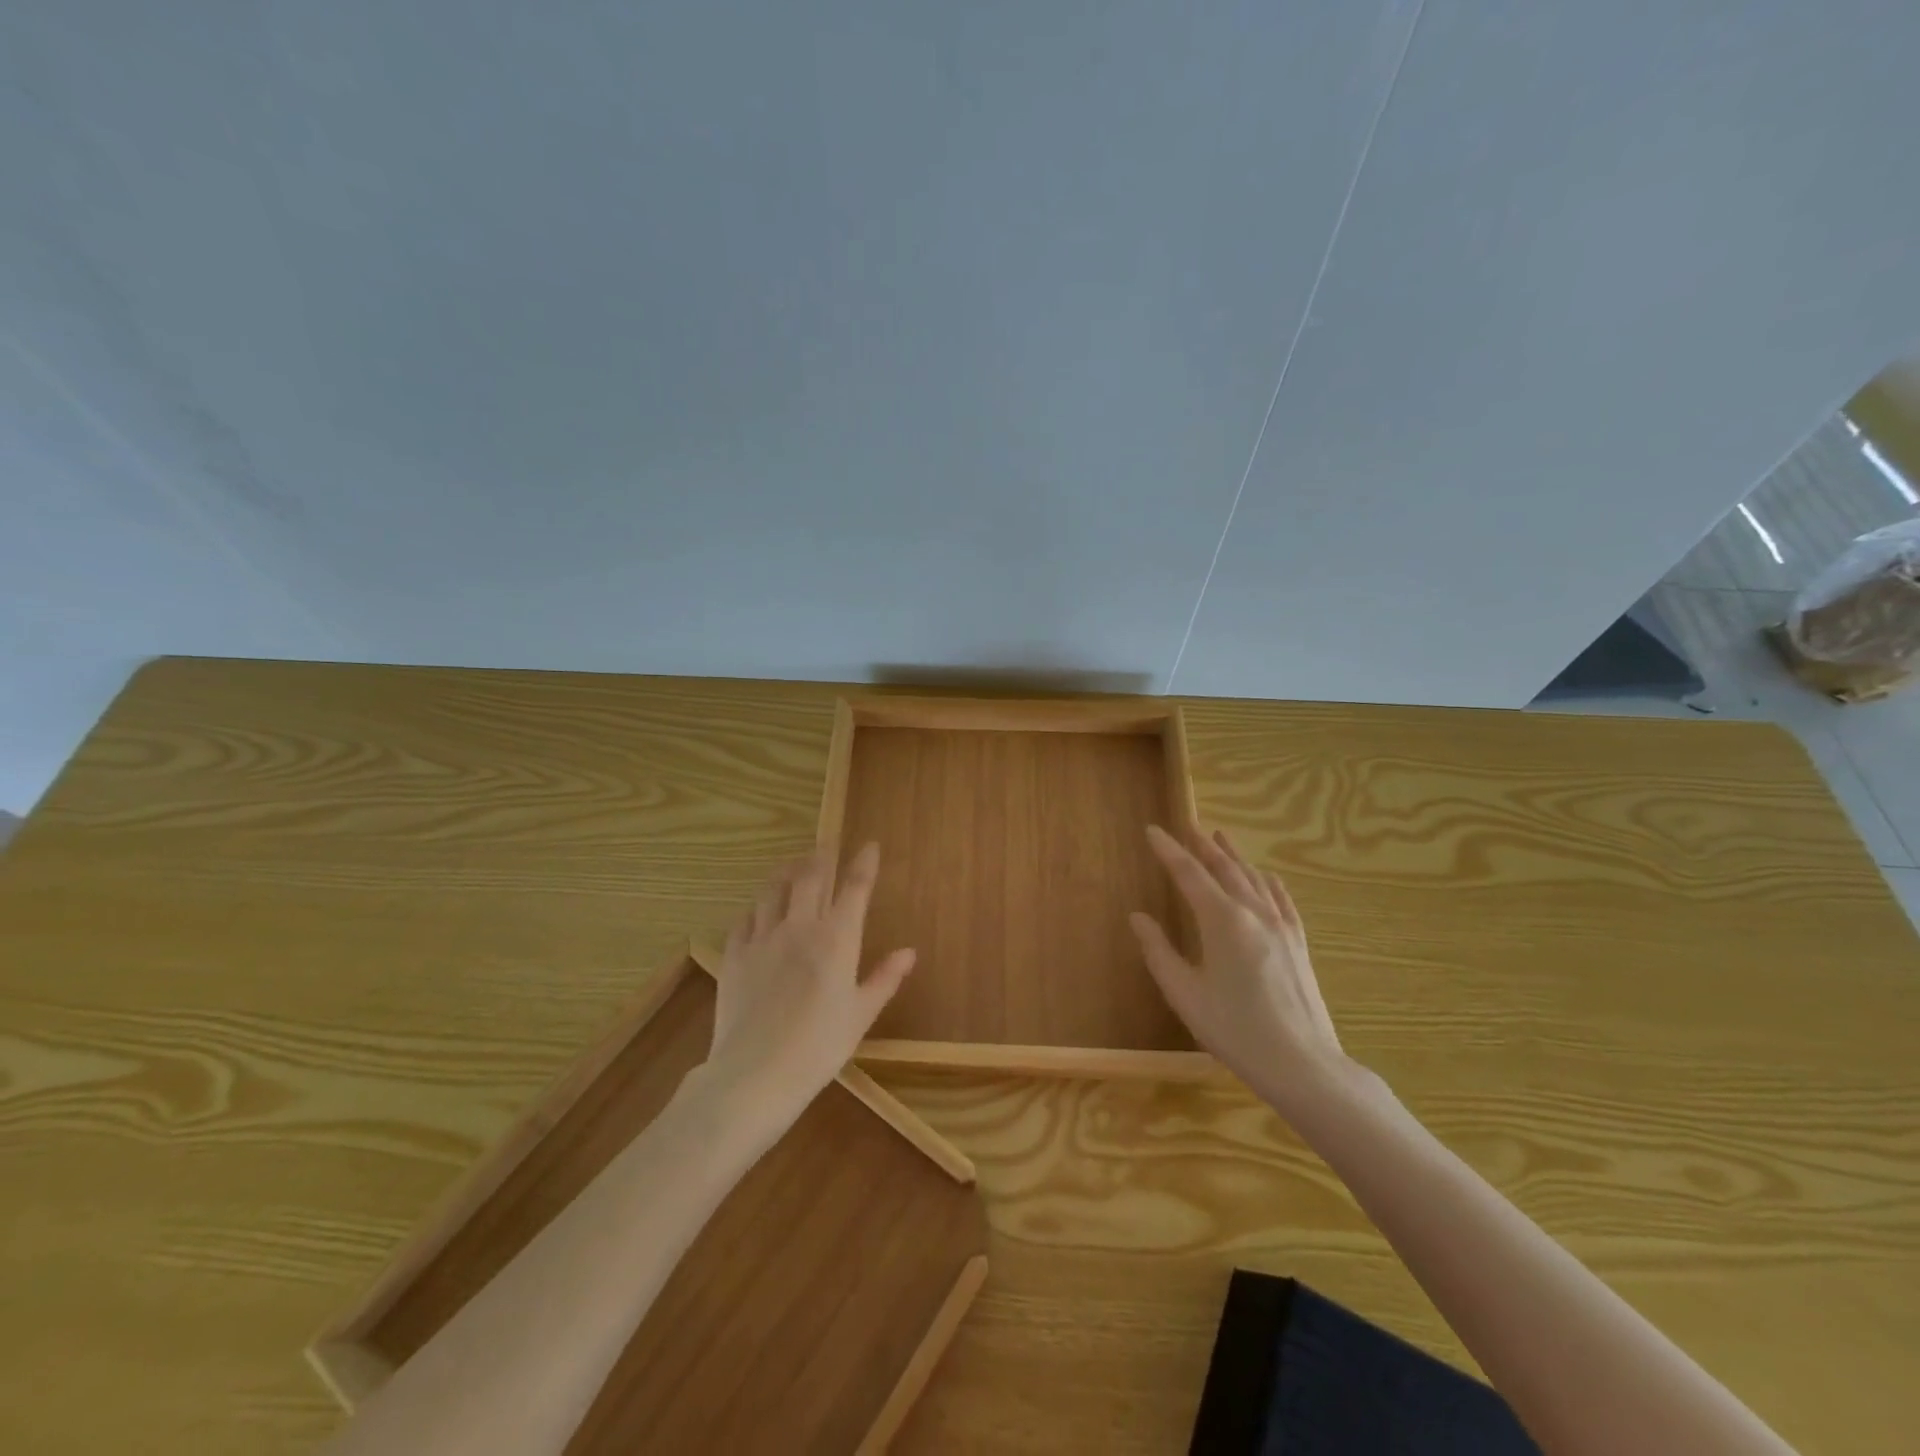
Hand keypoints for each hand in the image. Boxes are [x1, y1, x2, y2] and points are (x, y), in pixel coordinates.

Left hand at [703, 842, 915, 1132]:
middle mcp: (800, 927)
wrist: (755, 1074)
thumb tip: (909, 952)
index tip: (868, 846)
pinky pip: (745, 918)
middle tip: (826, 844)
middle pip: (811, 877)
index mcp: (837, 939)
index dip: (863, 863)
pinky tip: (758, 910)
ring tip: (792, 863)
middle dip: (821, 855)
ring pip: (773, 889)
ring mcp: (763, 938)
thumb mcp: (861, 1015)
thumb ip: (884, 978)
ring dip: (786, 870)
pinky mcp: (734, 955)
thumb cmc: (819, 1048)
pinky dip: (756, 907)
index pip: (855, 888)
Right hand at [1130, 824, 1350, 1110]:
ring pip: (1254, 878)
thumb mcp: (1185, 994)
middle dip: (1203, 845)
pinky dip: (1267, 880)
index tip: (1152, 830)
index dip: (1168, 850)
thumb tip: (1138, 917)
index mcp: (1222, 920)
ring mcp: (1281, 926)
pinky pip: (1281, 898)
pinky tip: (1265, 876)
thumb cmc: (1235, 1030)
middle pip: (1225, 868)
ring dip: (1234, 856)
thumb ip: (1159, 951)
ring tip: (1219, 837)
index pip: (1189, 873)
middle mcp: (1254, 912)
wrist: (1303, 1064)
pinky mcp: (1298, 942)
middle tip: (1187, 825)